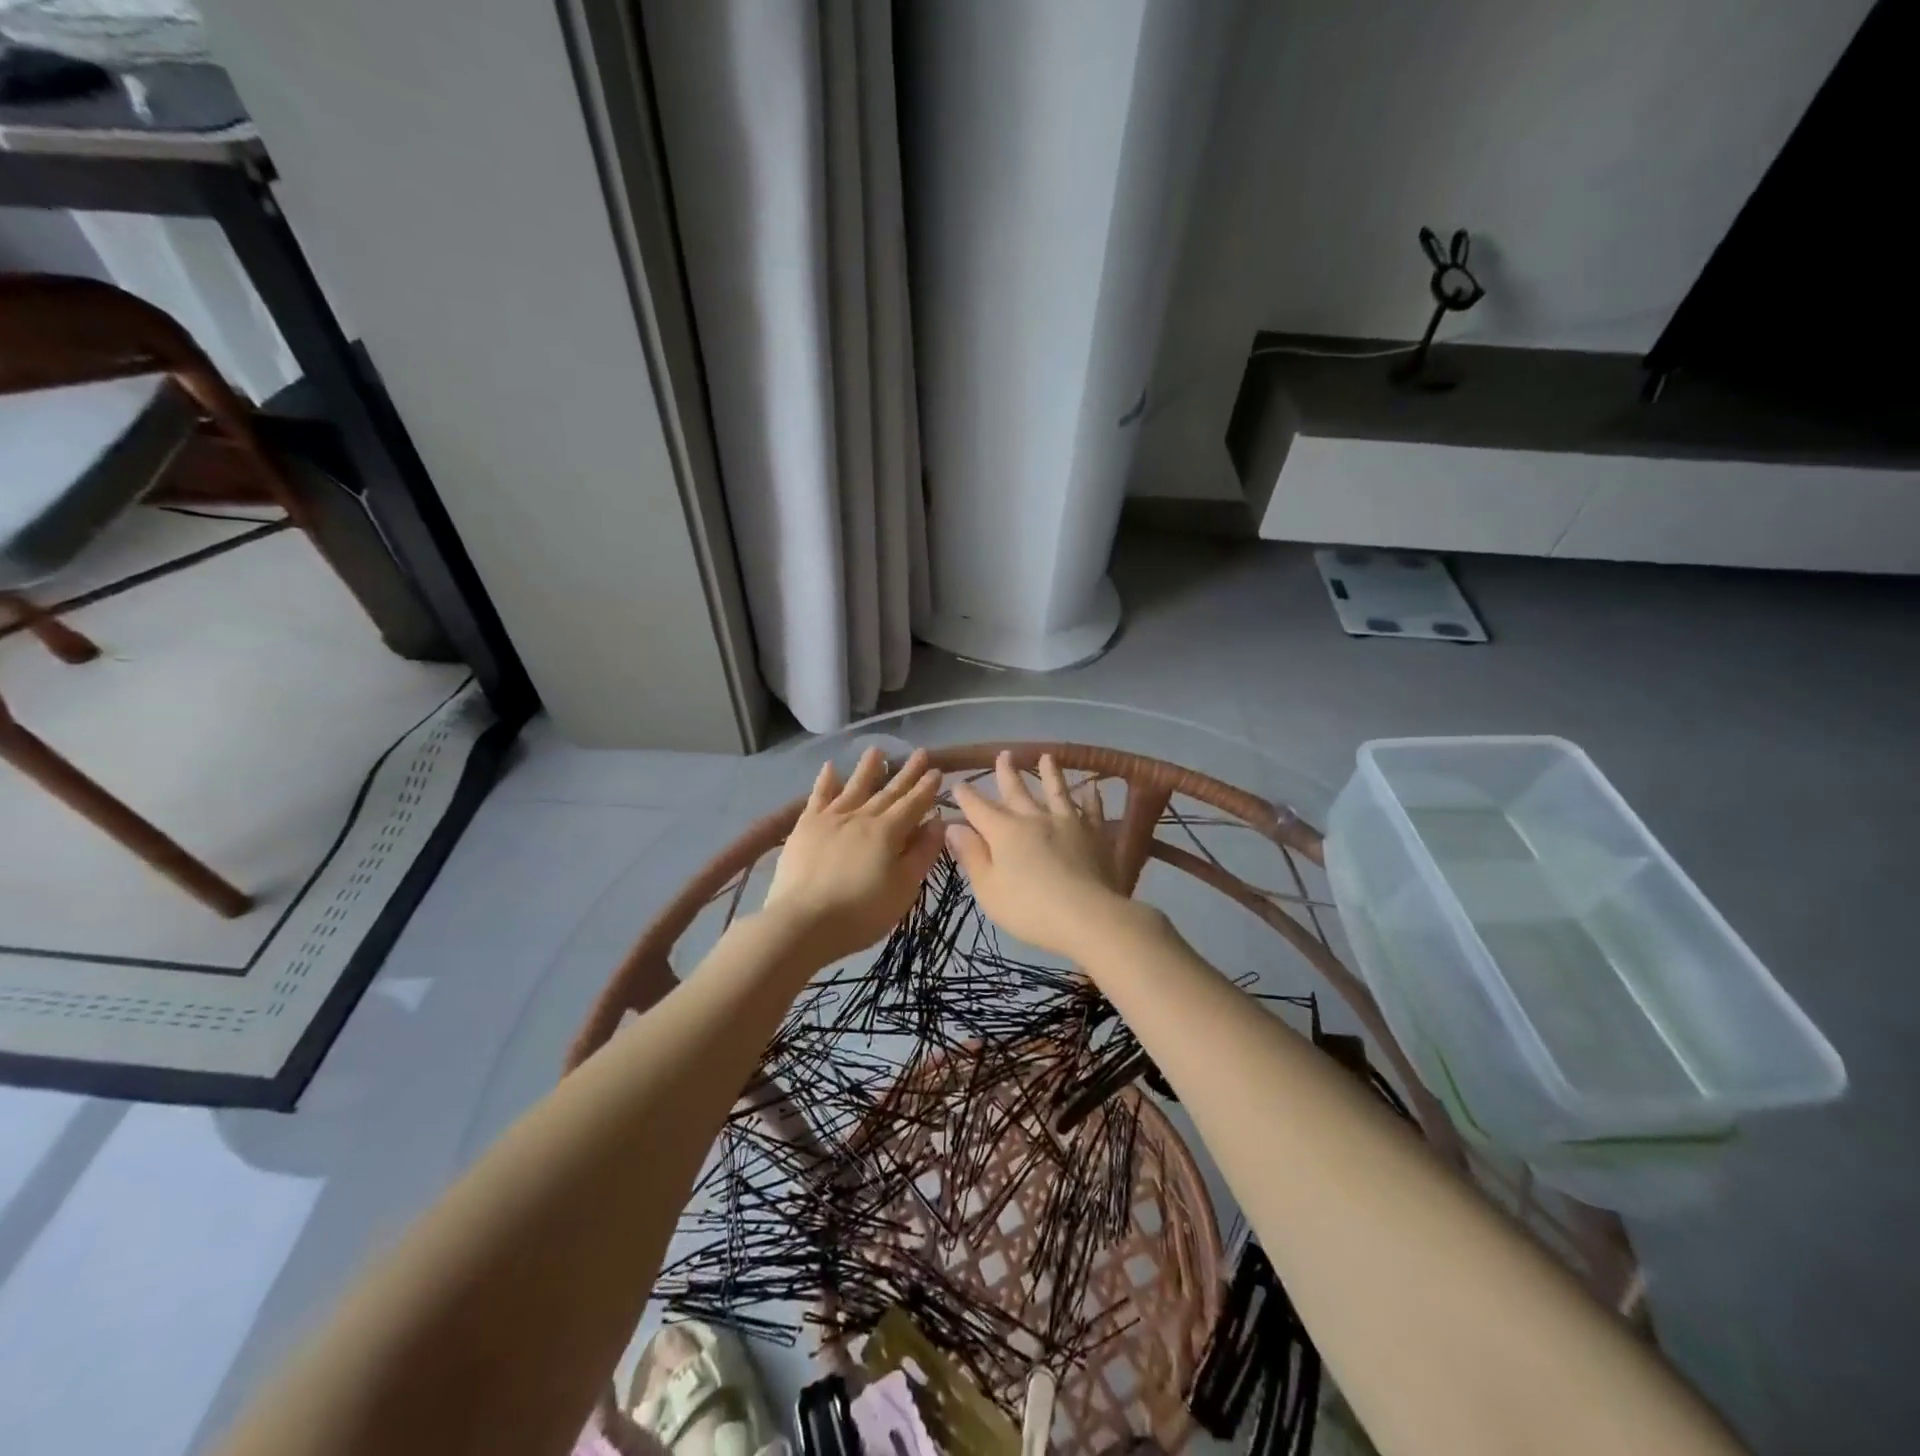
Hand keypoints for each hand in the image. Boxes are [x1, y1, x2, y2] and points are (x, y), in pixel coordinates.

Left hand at [761, 747, 944, 967]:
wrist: (803, 921)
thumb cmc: (861, 913)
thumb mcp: (904, 889)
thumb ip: (922, 853)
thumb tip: (937, 822)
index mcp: (889, 832)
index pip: (914, 804)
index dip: (927, 788)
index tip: (938, 770)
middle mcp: (862, 816)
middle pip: (889, 791)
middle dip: (907, 773)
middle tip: (921, 753)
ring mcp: (831, 818)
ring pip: (855, 786)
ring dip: (868, 768)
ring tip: (878, 749)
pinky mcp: (806, 826)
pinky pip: (818, 796)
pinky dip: (826, 780)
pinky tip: (831, 767)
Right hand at [946, 752, 1131, 958]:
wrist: (1087, 916)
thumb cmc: (1029, 908)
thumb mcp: (988, 889)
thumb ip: (971, 855)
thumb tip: (953, 827)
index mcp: (1004, 831)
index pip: (978, 808)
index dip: (966, 796)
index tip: (958, 783)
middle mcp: (1034, 818)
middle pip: (1017, 791)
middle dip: (1007, 773)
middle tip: (1003, 754)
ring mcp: (1068, 823)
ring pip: (1057, 791)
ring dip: (1050, 773)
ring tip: (1047, 756)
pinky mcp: (1095, 835)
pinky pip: (1092, 811)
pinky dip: (1091, 799)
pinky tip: (1092, 790)